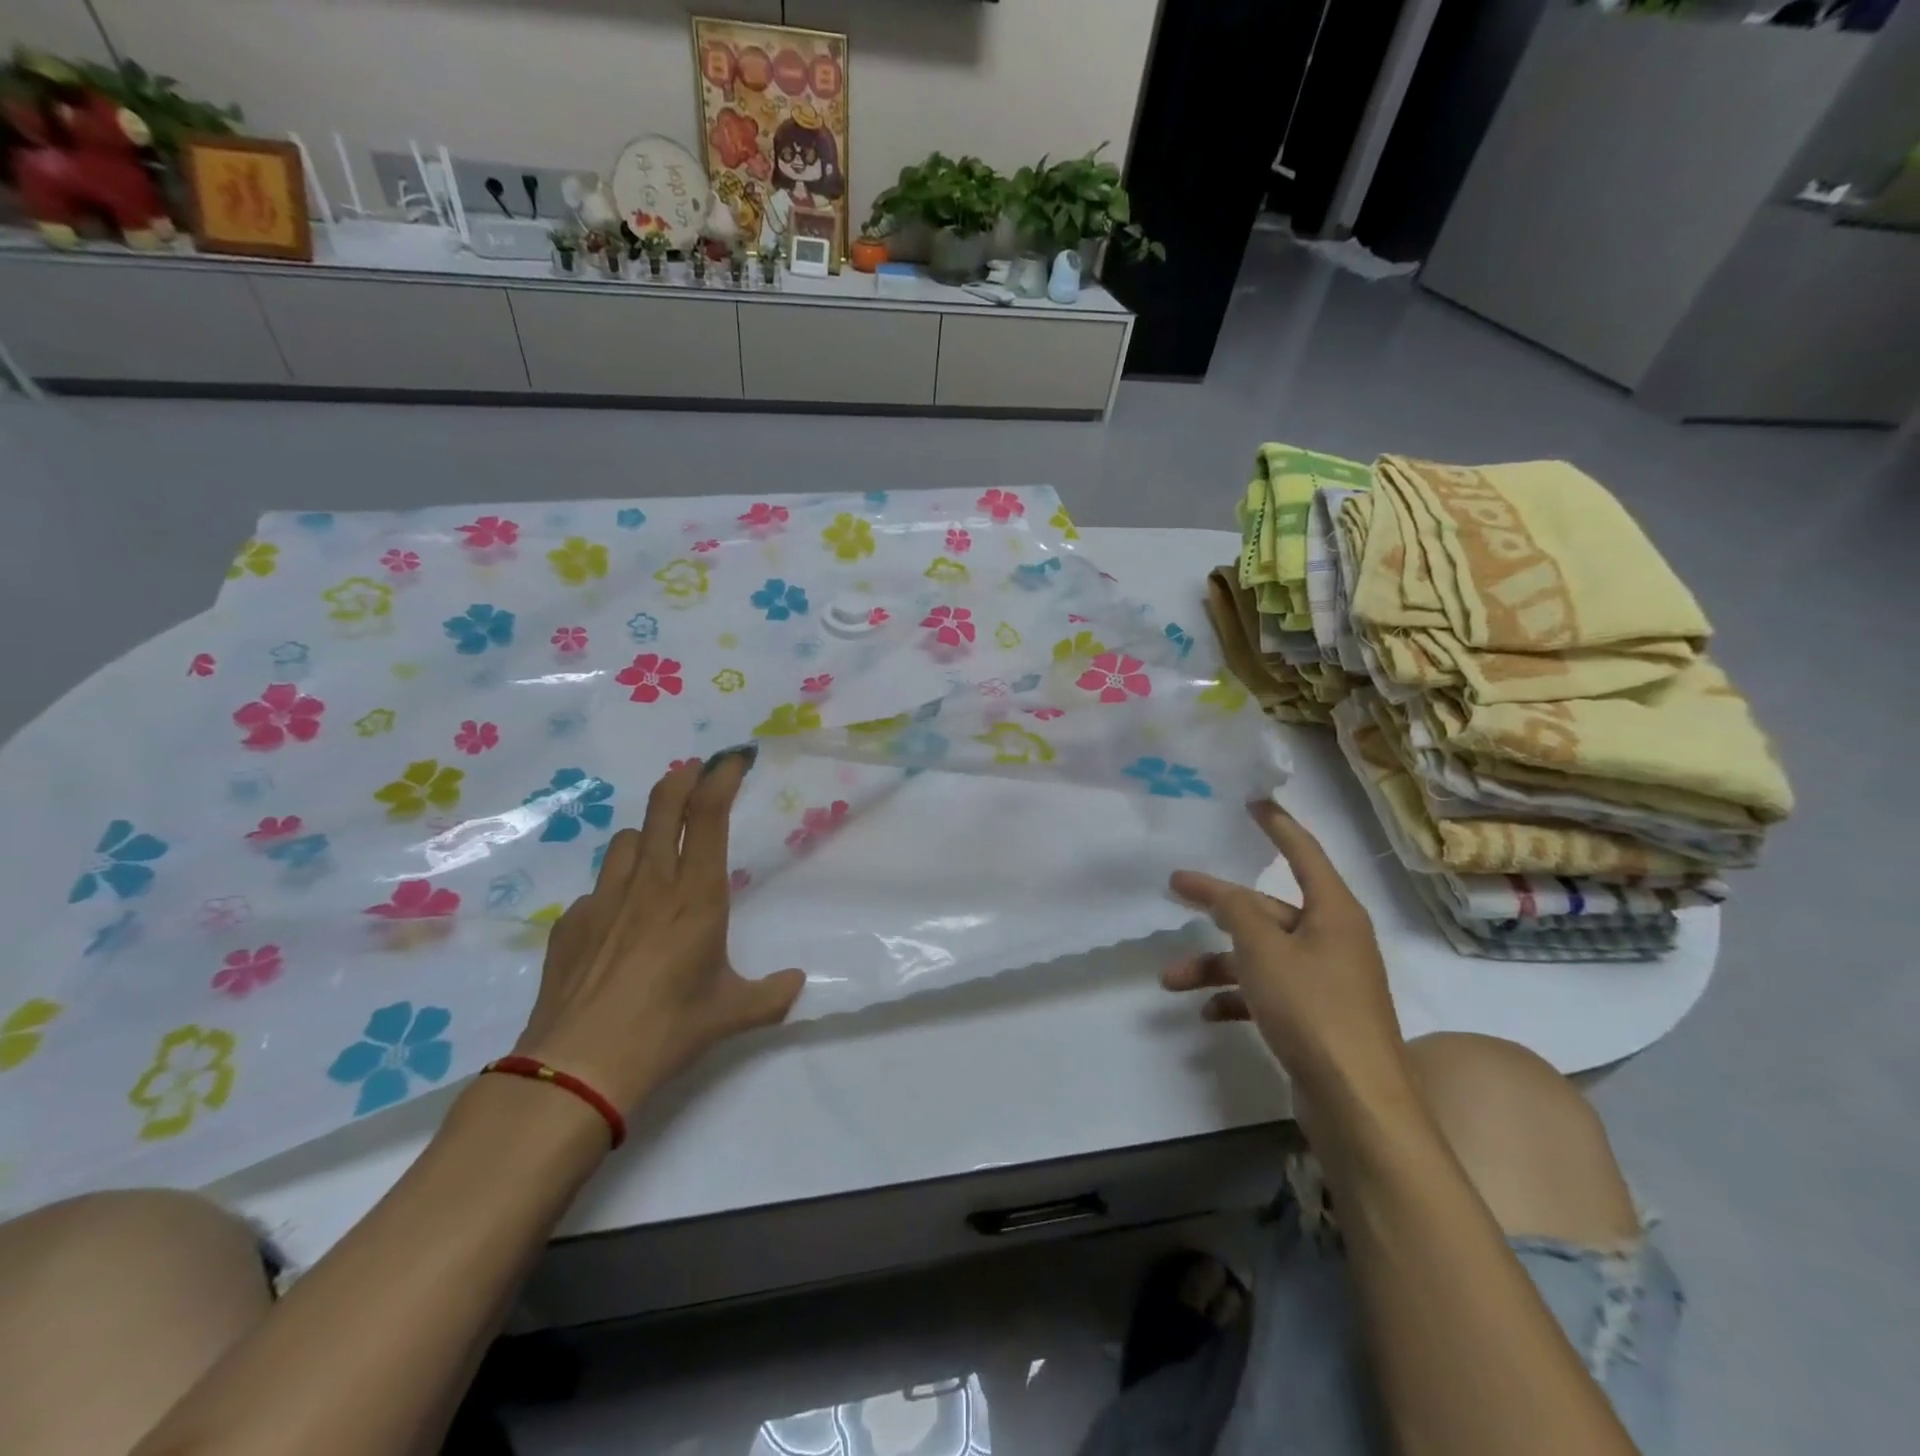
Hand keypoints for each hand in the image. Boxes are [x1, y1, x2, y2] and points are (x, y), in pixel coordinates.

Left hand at [510, 749, 805, 1113]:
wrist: (577, 1068)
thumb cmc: (667, 1030)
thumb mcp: (731, 1014)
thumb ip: (771, 995)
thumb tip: (796, 984)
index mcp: (695, 896)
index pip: (707, 815)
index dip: (721, 776)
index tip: (735, 758)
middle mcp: (650, 884)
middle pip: (662, 806)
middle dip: (683, 778)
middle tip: (697, 771)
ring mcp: (604, 900)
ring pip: (627, 840)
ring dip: (648, 833)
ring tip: (660, 850)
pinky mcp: (570, 923)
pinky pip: (599, 888)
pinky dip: (616, 888)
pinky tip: (620, 921)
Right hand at [1164, 801, 1407, 1100]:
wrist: (1357, 1105)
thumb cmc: (1313, 1010)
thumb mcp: (1265, 950)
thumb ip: (1235, 910)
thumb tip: (1218, 889)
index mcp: (1333, 912)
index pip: (1304, 852)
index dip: (1277, 825)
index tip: (1253, 801)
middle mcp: (1332, 940)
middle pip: (1267, 909)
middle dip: (1218, 907)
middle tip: (1175, 888)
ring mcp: (1324, 981)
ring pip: (1260, 956)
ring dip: (1215, 964)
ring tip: (1170, 979)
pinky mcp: (1314, 1017)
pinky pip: (1267, 993)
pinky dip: (1237, 997)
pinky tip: (1206, 1012)